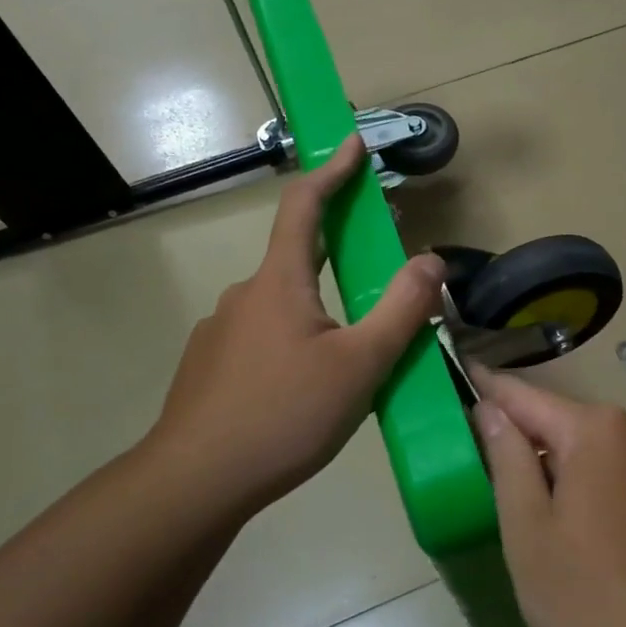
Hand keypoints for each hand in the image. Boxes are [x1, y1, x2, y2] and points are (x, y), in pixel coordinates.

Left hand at [145, 135, 444, 520]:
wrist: (194, 482)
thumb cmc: (284, 415)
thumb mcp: (360, 365)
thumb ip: (400, 310)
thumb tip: (431, 260)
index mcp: (280, 282)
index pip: (304, 205)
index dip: (332, 170)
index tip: (354, 143)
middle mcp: (246, 295)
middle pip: (298, 254)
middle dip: (339, 245)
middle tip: (379, 258)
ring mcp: (222, 332)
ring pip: (284, 303)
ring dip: (321, 305)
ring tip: (355, 349)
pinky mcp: (212, 367)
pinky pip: (265, 337)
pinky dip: (297, 339)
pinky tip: (309, 386)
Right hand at [471, 368, 625, 626]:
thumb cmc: (599, 599)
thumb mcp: (531, 533)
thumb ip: (507, 462)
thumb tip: (489, 409)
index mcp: (593, 431)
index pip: (521, 394)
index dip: (483, 388)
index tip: (453, 375)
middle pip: (555, 425)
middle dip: (516, 441)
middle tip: (472, 464)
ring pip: (584, 458)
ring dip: (548, 474)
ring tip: (513, 505)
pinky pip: (610, 483)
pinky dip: (580, 496)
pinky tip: (570, 538)